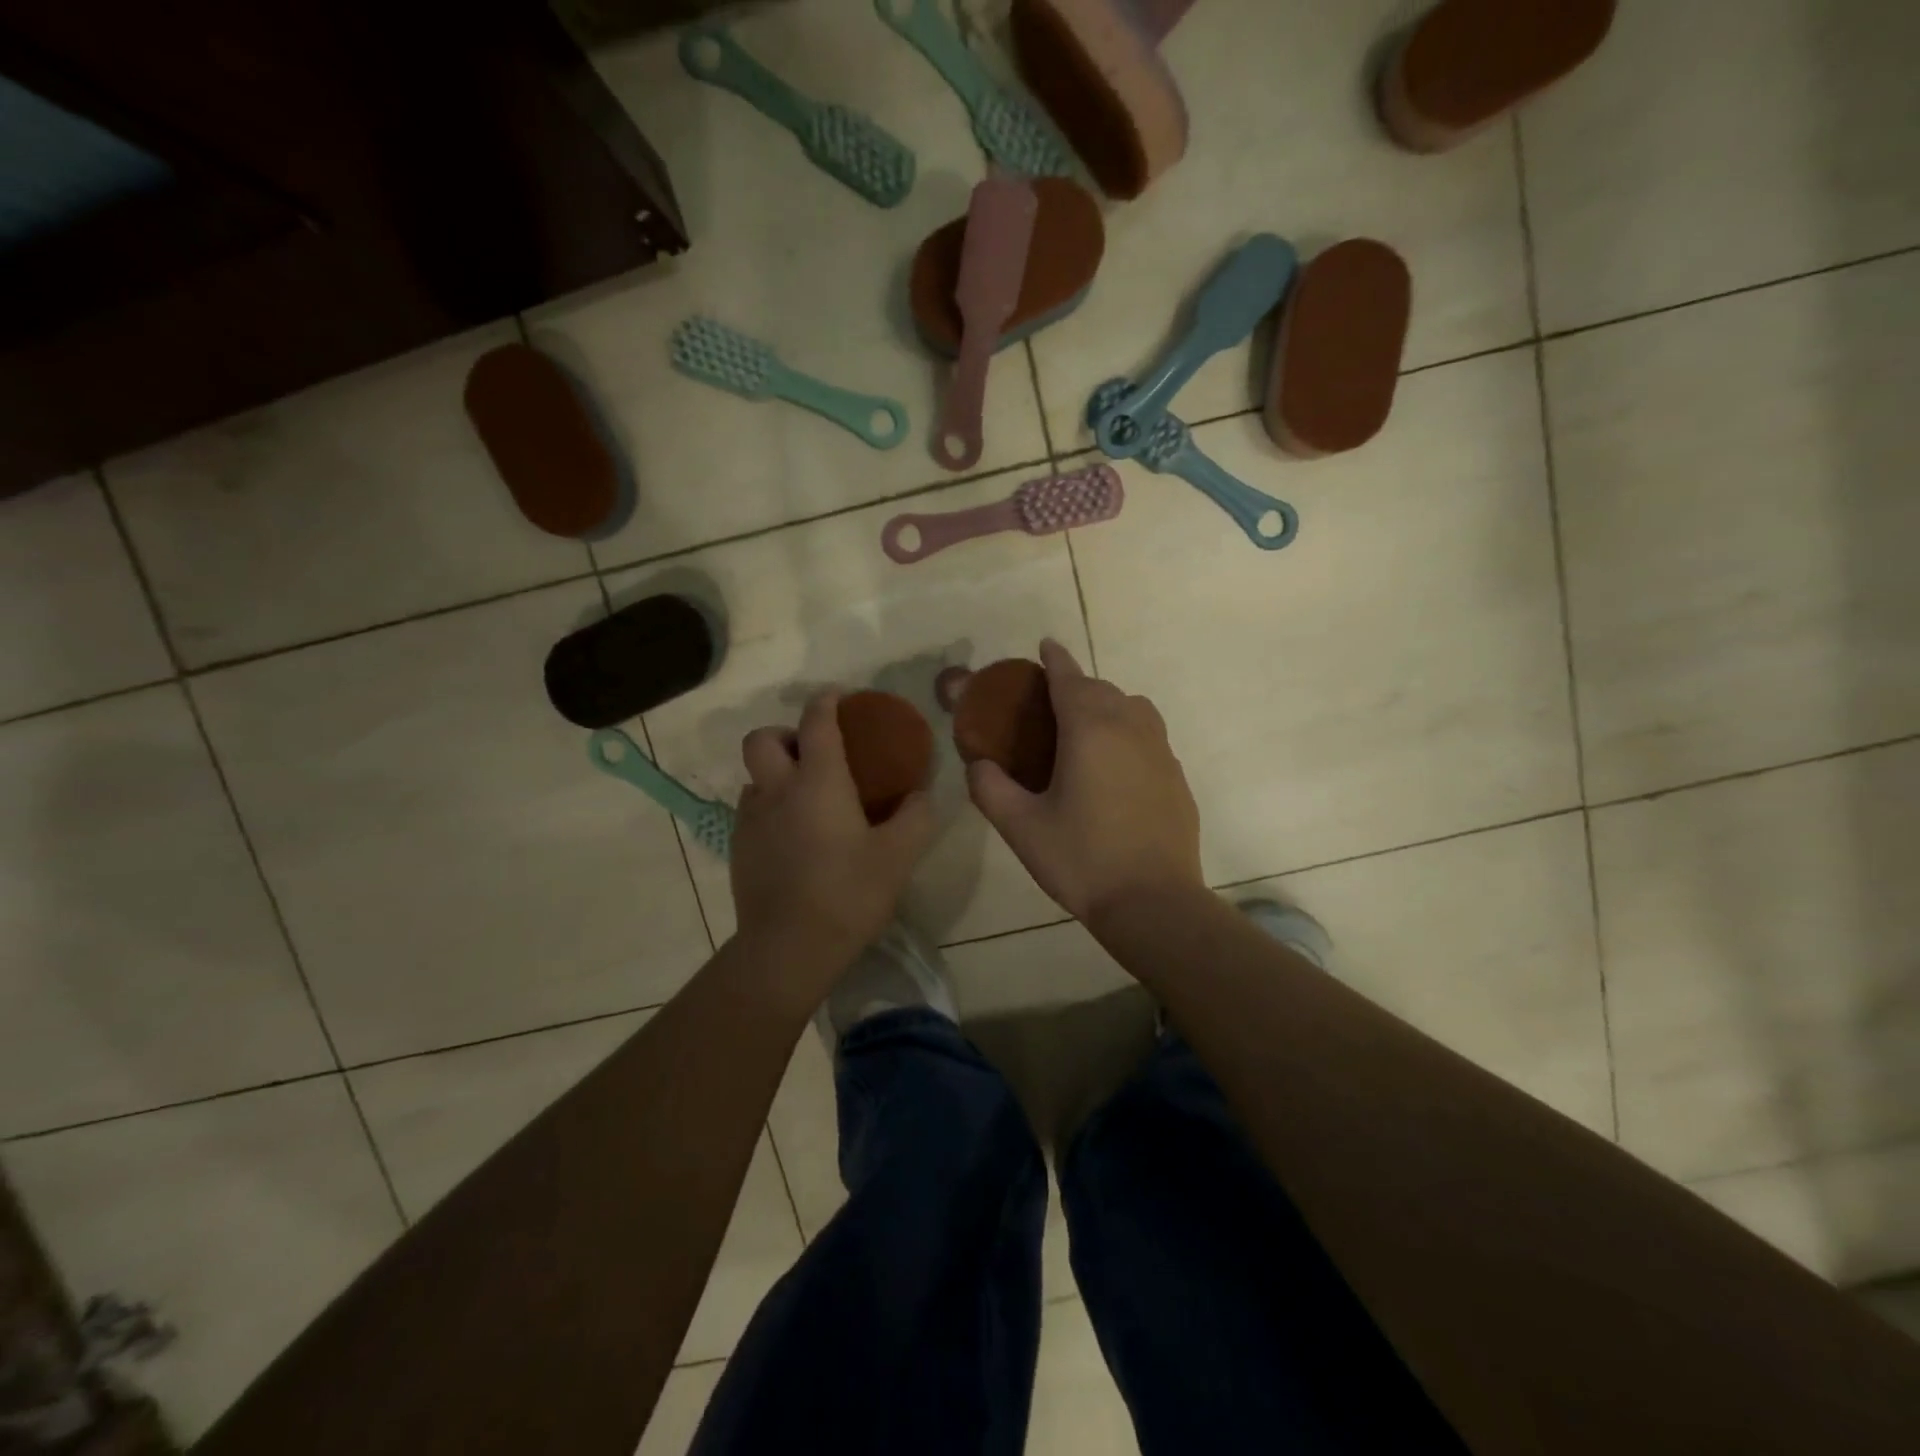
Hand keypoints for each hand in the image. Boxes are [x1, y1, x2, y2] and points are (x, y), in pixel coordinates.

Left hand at [730, 690, 934, 986]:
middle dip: (785, 734)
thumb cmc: (848, 894)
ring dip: (776, 775)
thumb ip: (916, 817)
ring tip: (806, 801)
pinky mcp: (738, 849)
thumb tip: (921, 794)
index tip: (839, 697)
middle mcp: (777, 791)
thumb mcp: (899, 856)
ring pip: (754, 777)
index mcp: (818, 782)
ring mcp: (750, 820)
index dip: (827, 701)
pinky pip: (751, 811)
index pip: (816, 721)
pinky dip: (770, 809)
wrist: (788, 949)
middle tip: (813, 754)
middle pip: (762, 739)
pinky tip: (794, 839)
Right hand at [967, 640, 1203, 922]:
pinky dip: (1130, 734)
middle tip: (1052, 703)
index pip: (1070, 679)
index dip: (1056, 659)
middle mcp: (1130, 729)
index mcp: (1090, 730)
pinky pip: (1151, 737)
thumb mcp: (1021, 827)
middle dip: (1077, 686)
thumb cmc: (1082, 859)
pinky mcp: (1177, 778)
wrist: (1153, 902)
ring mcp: (1161, 752)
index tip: (1046, 644)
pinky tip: (1116, 768)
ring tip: (1087, 730)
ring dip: (1109, 705)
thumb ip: (990, 788)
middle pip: (1103, 690)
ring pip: (1134, 709)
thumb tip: (978, 765)